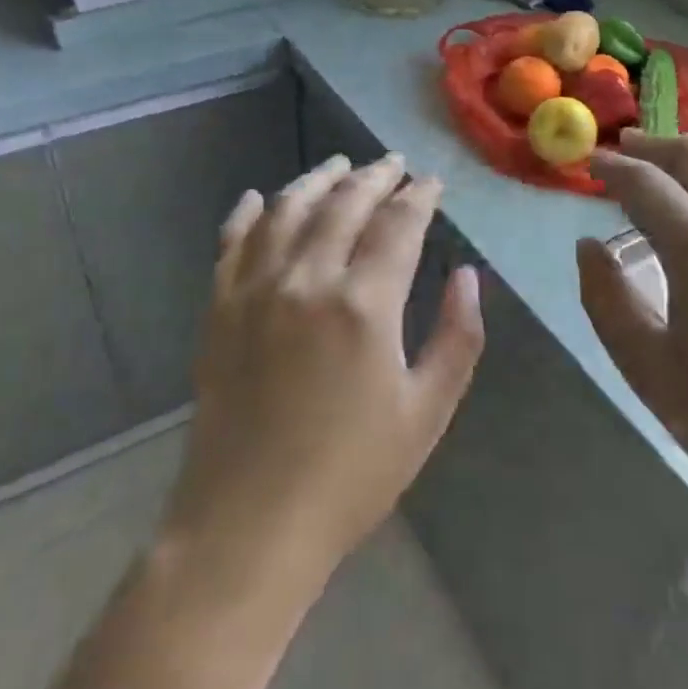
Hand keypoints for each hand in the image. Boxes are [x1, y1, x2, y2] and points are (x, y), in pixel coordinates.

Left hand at [161, 153, 484, 603]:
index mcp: (363, 303)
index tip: (432, 182)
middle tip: (392, 164)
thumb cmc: (351, 474)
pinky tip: (258, 198)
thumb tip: (468, 276)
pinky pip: (232, 242)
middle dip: (374, 176)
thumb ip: (457, 337)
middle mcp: (307, 279)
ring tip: (339, 165)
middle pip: (344, 204)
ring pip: (287, 210)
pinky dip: (247, 214)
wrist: (249, 524)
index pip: (397, 224)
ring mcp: (256, 289)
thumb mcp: (427, 412)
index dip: (418, 196)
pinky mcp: (219, 309)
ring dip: (317, 180)